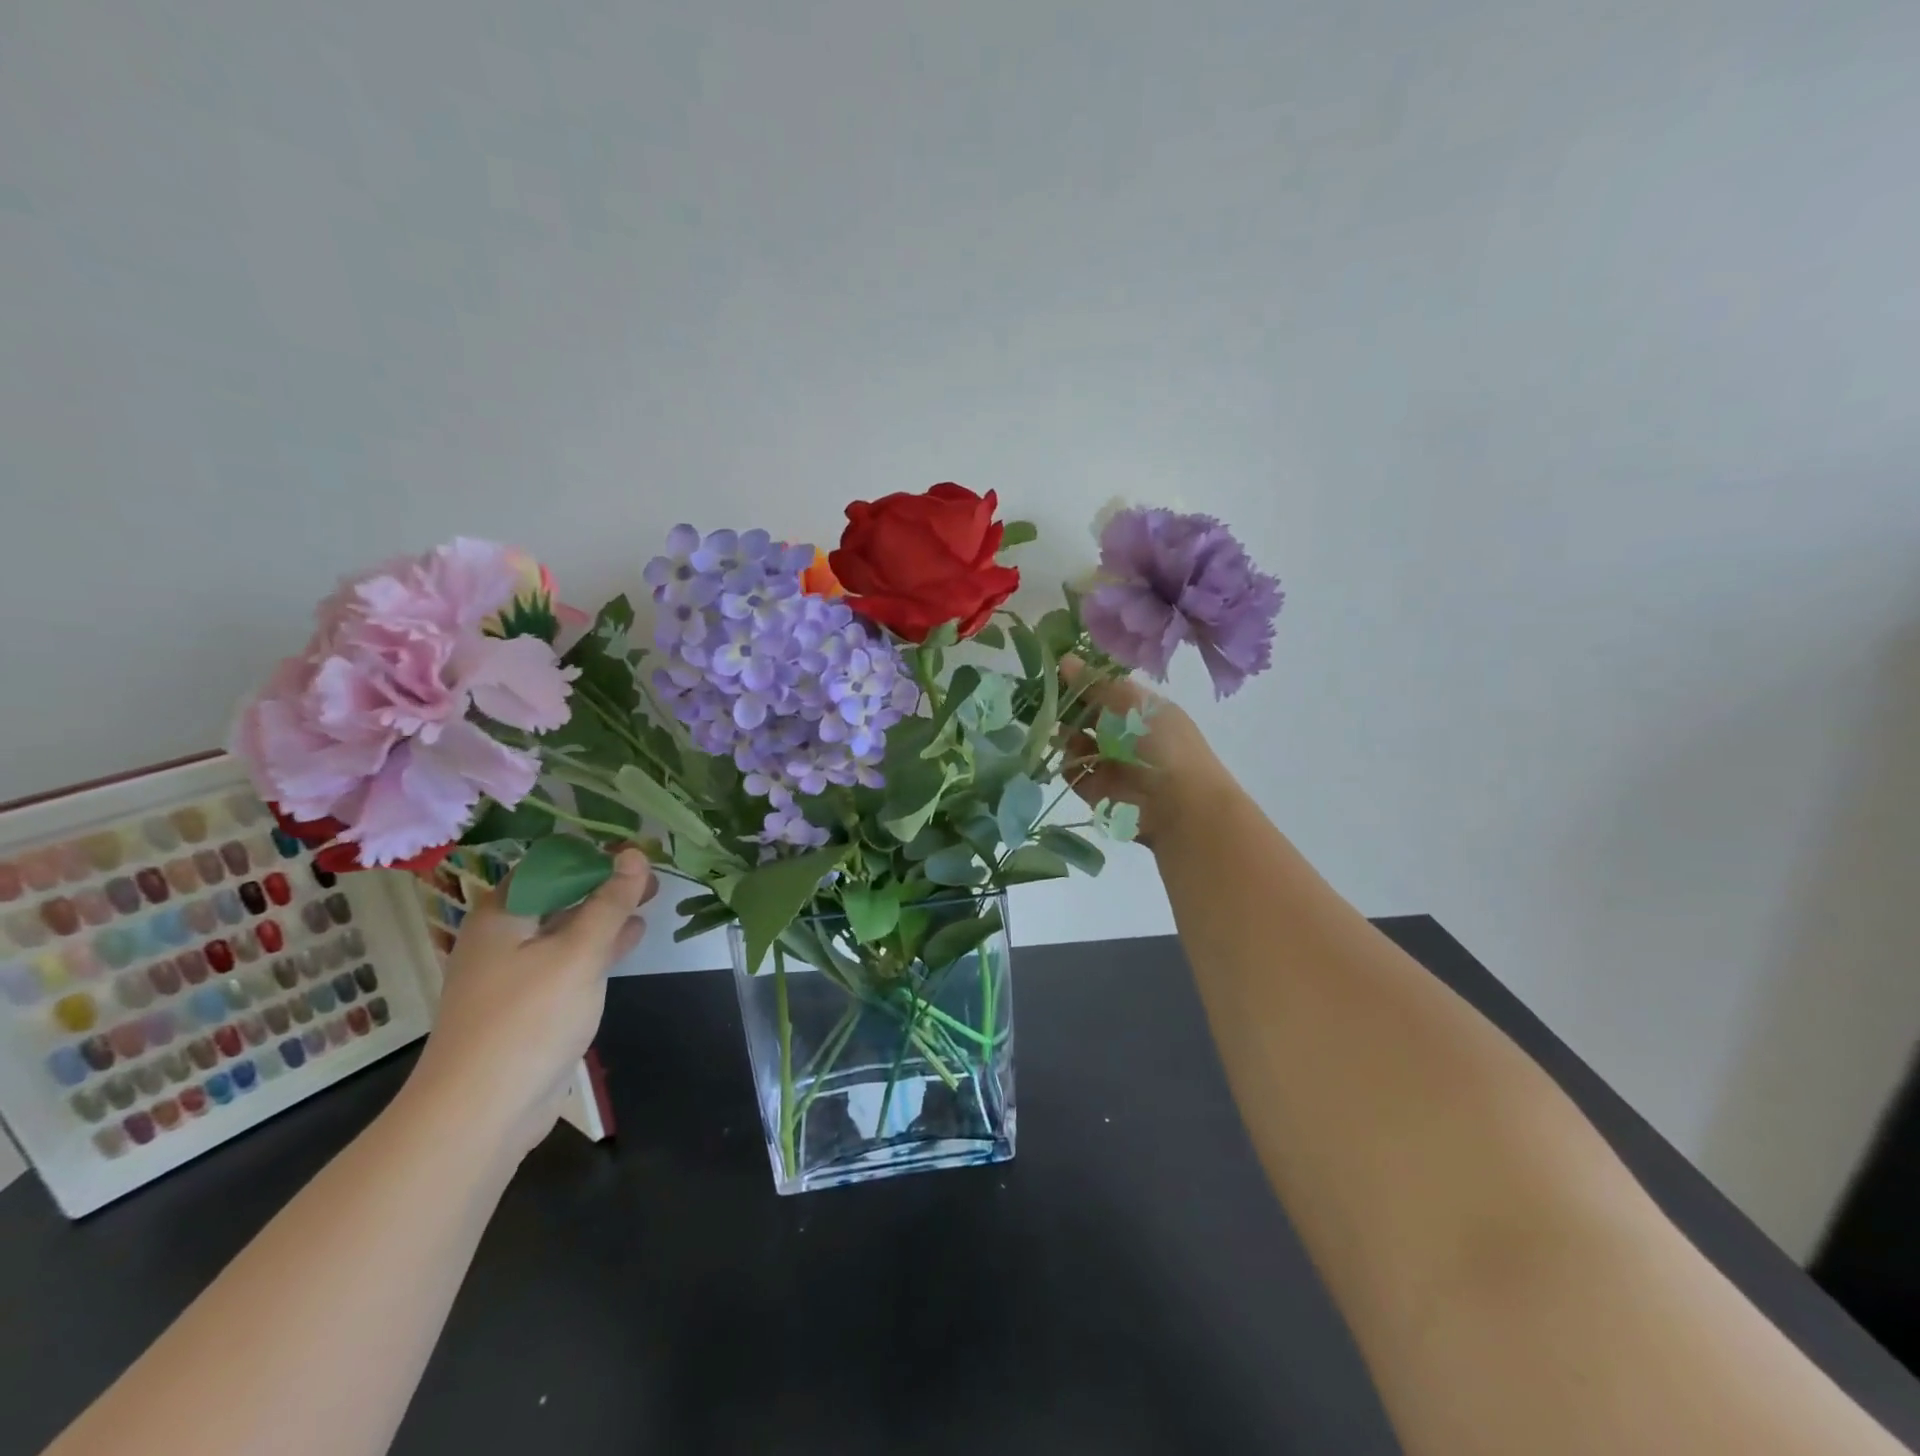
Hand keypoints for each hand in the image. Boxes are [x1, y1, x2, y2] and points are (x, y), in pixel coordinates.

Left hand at [404, 848, 656, 1162]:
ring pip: (566, 929)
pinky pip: (568, 961)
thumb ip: (610, 903)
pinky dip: (599, 946)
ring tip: (649, 900)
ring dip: (606, 914)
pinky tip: (631, 939)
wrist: (480, 1113)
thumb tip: (635, 854)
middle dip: (605, 883)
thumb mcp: (578, 953)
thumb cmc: (527, 1020)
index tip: (636, 853)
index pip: (549, 865)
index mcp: (501, 915)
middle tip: (652, 876)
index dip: (593, 856)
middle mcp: (502, 937)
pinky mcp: (529, 1005)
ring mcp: (515, 973)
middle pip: (558, 896)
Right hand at [1060, 658, 1236, 847]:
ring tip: (1054, 730)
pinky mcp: (1100, 790)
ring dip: (1066, 736)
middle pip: (1090, 717)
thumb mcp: (1130, 702)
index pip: (1106, 690)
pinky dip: (1068, 766)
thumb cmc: (1160, 742)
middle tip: (1044, 701)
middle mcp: (1128, 734)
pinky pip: (1076, 773)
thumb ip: (1094, 684)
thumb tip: (1064, 659)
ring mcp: (1113, 763)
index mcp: (1141, 708)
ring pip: (1079, 744)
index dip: (1082, 682)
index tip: (1055, 673)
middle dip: (1068, 710)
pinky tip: (1063, 758)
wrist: (1178, 803)